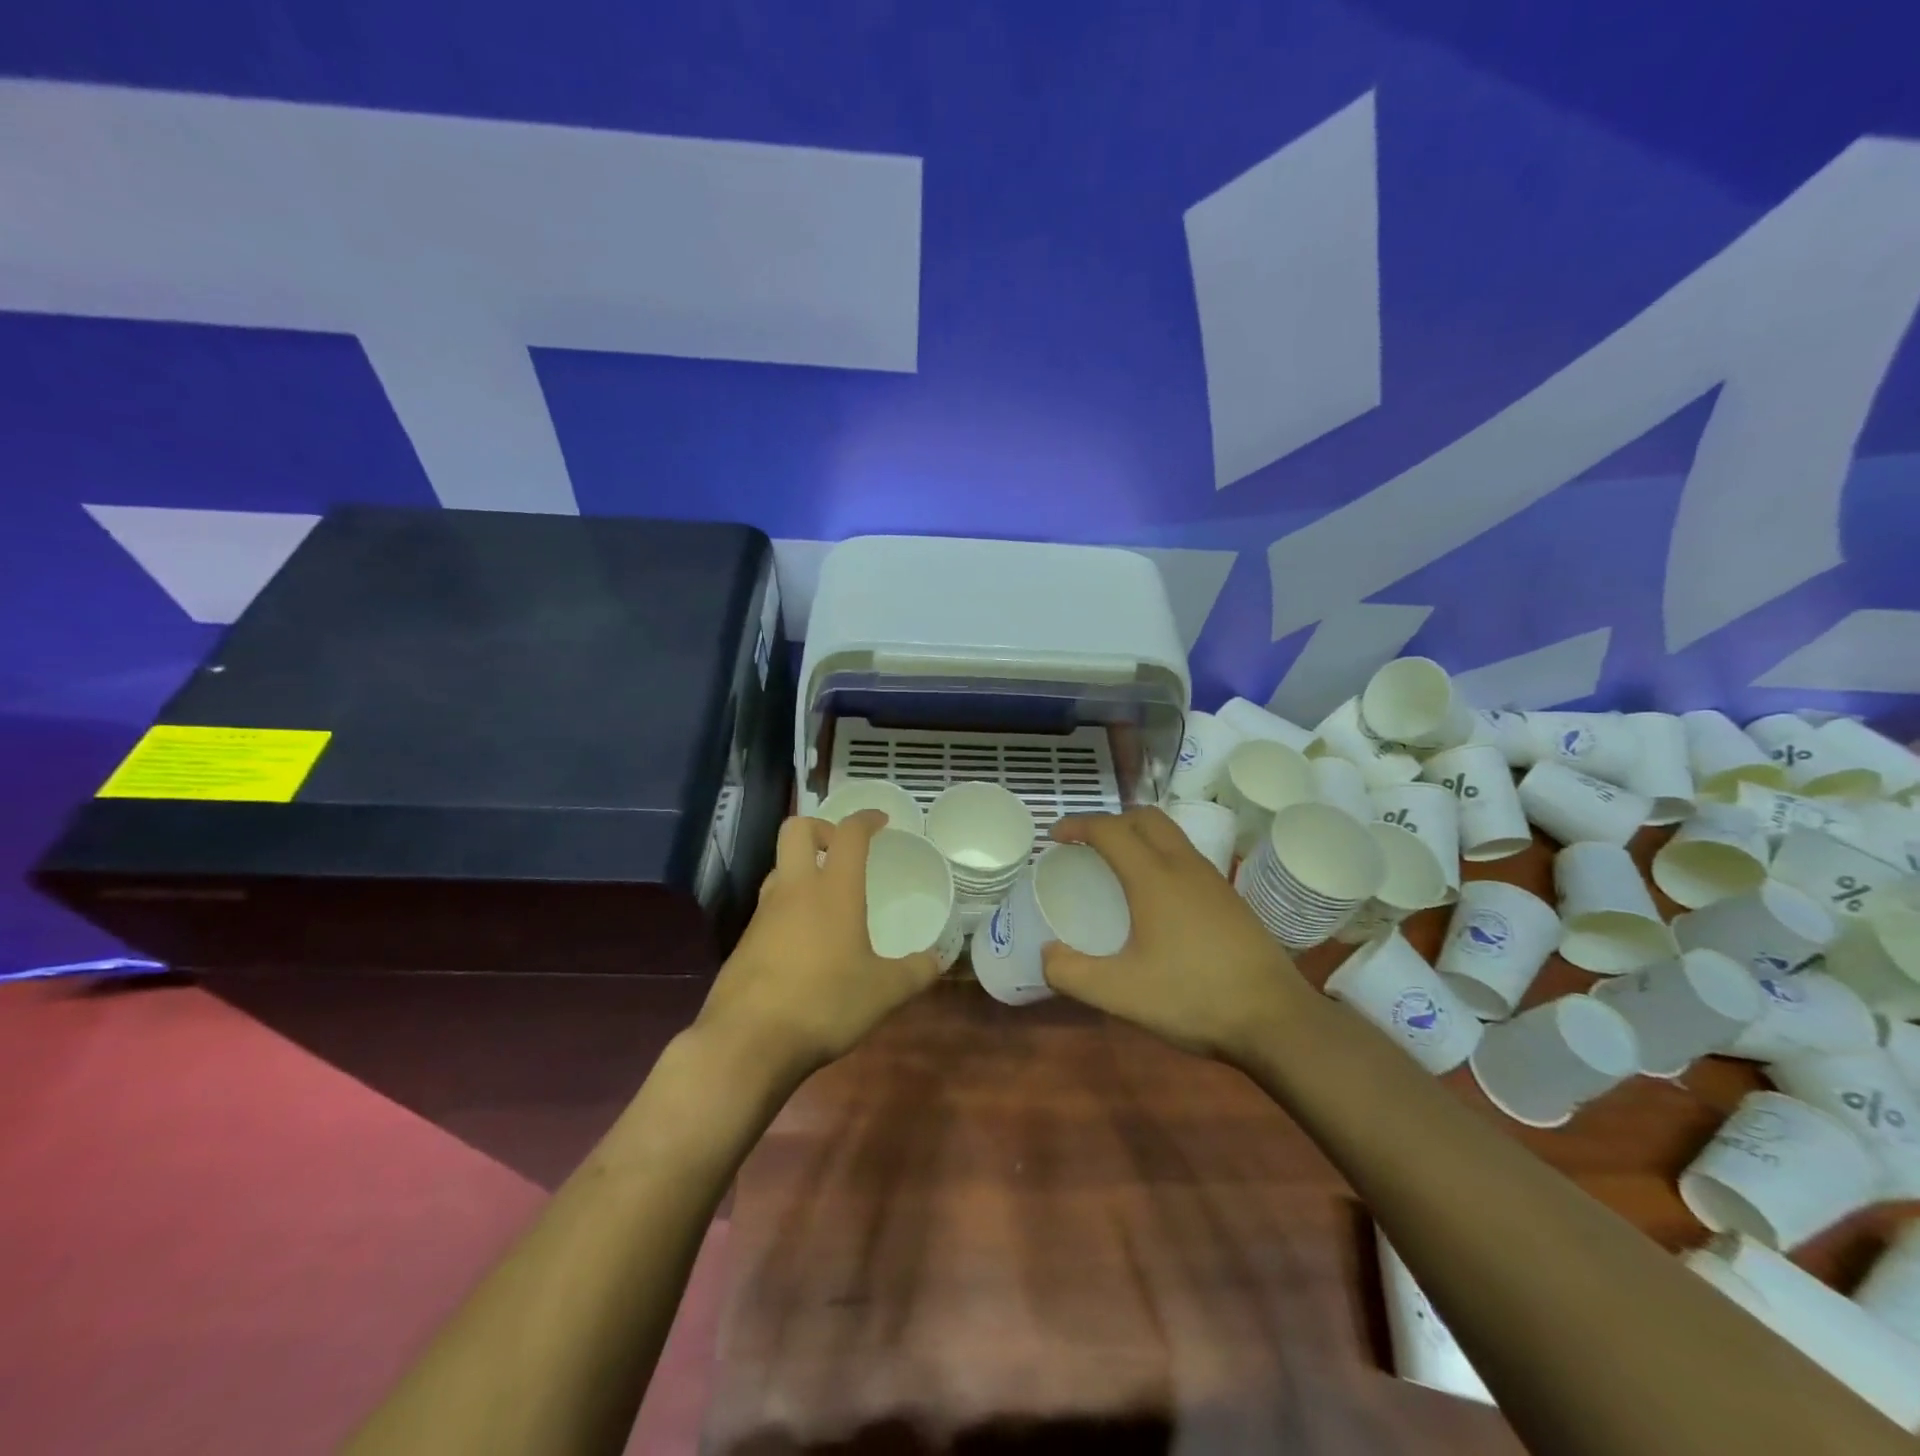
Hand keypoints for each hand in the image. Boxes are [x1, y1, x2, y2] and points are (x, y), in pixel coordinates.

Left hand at [696, 810, 939, 1081]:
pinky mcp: (744, 941)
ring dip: (802, 870)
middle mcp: (795, 890)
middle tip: (842, 851)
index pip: (849, 834)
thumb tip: (939, 960)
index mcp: (834, 890)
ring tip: (827, 899)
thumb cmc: (824, 1004)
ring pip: (779, 869)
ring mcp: (763, 914)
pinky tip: (805, 943)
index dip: (866, 819)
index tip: (880, 821)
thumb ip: (916, 972)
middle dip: (822, 828)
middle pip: (797, 829)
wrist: (747, 1041)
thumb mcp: (884, 992)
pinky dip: (788, 908)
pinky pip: (769, 907)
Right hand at [1042, 808, 1310, 1063]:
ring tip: (1119, 867)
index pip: (1110, 829)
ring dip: (1139, 836)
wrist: (1276, 1020)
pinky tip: (1157, 898)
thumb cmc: (1193, 998)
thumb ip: (1071, 973)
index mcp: (1154, 877)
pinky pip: (1187, 857)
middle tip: (1087, 846)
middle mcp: (1184, 866)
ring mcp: (1213, 880)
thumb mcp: (1120, 994)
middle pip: (1145, 818)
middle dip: (1111, 821)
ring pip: (1171, 835)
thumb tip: (1047, 954)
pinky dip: (1161, 857)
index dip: (1077, 825)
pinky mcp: (1231, 899)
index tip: (1055, 837)